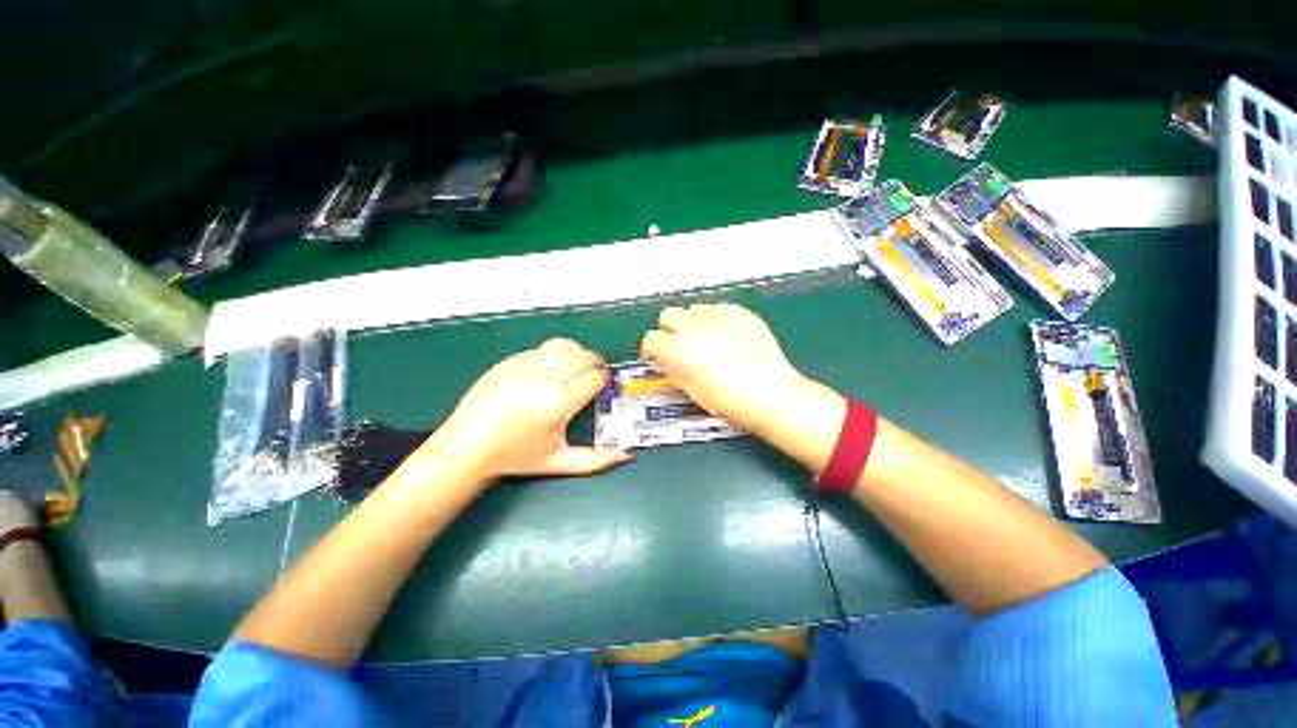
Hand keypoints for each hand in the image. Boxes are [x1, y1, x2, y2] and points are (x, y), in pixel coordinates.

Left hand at [422, 338, 631, 482]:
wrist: (467, 447)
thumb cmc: (516, 457)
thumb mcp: (559, 462)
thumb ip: (596, 460)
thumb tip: (627, 456)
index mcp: (558, 403)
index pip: (595, 377)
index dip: (605, 378)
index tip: (605, 383)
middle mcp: (544, 379)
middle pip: (583, 356)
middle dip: (596, 362)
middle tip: (595, 373)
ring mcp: (524, 366)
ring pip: (563, 345)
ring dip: (576, 352)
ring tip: (576, 366)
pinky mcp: (509, 361)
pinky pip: (541, 349)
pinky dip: (554, 354)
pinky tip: (550, 369)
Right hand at [640, 304, 814, 435]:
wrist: (772, 396)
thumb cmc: (730, 403)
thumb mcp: (691, 391)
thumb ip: (674, 370)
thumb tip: (668, 362)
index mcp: (678, 350)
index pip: (650, 339)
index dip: (653, 351)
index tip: (659, 359)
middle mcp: (694, 327)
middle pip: (668, 316)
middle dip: (670, 331)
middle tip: (681, 347)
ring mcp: (718, 316)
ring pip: (693, 309)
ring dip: (693, 323)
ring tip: (707, 340)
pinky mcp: (740, 312)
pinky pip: (719, 308)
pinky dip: (717, 320)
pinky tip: (728, 336)